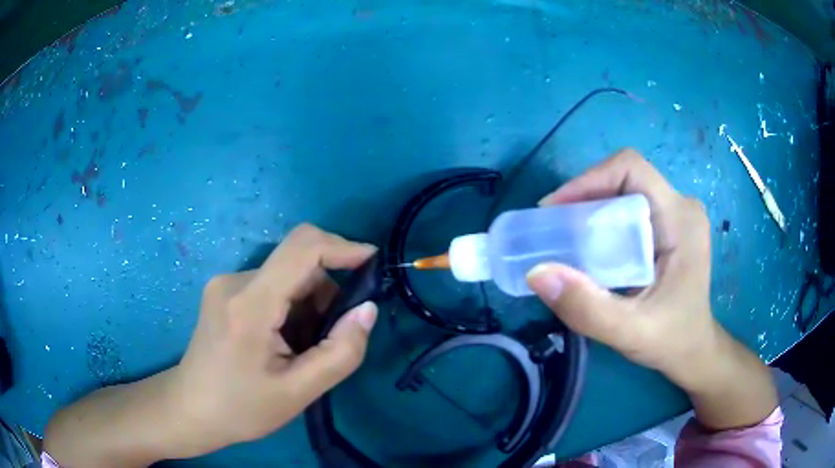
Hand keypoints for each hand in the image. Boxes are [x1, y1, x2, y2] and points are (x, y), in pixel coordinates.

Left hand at [170, 224, 378, 455]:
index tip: (374, 263)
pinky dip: (291, 307)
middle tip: (333, 337)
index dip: (343, 247)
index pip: (303, 248)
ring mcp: (226, 284)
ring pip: (286, 276)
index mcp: (250, 304)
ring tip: (304, 348)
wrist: (191, 409)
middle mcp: (235, 281)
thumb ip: (340, 352)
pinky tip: (285, 342)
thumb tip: (368, 309)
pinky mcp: (225, 292)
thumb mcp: (299, 393)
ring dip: (309, 304)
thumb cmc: (241, 408)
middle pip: (297, 264)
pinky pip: (271, 285)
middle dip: (328, 292)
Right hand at [527, 149, 775, 429]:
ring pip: (624, 191)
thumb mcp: (629, 332)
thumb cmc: (672, 340)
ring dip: (590, 207)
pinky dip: (601, 220)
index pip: (631, 170)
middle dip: (584, 196)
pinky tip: (586, 246)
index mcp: (681, 219)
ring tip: (563, 236)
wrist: (694, 351)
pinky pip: (628, 207)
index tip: (555, 211)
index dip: (589, 180)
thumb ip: (587, 308)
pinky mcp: (668, 227)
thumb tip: (536, 272)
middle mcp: (681, 206)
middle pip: (624, 177)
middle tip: (553, 227)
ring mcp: (676, 215)